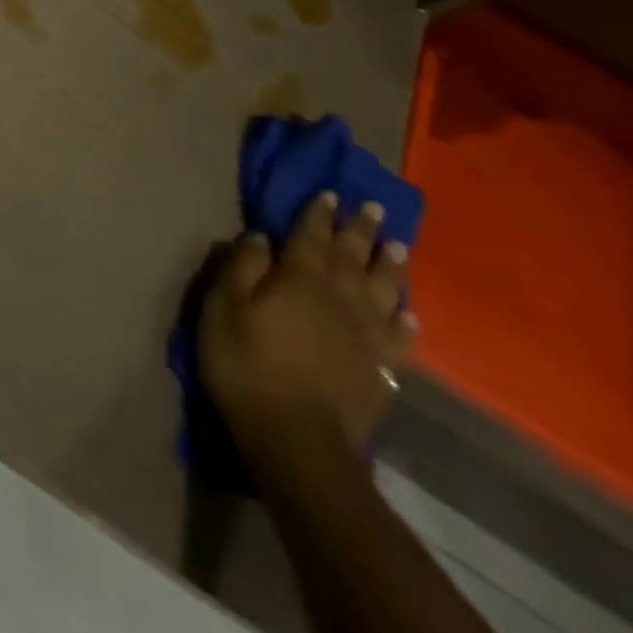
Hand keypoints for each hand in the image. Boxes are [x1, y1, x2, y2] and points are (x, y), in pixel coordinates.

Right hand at [199, 192, 415, 463]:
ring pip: (384, 290)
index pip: (311, 234)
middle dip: (361, 230)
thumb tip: (260, 235)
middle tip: (374, 207)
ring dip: (391, 266)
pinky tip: (409, 314)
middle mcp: (341, 298)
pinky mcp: (381, 370)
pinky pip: (399, 337)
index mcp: (300, 277)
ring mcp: (366, 336)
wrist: (298, 440)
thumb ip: (241, 266)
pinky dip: (405, 321)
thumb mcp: (223, 306)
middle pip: (353, 256)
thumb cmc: (248, 363)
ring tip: (399, 247)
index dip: (318, 212)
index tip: (329, 192)